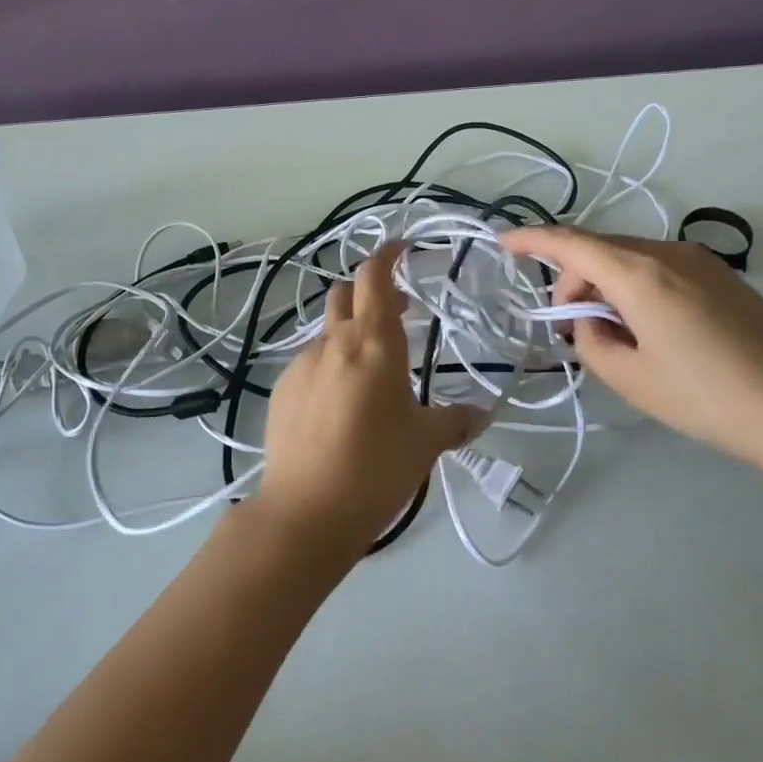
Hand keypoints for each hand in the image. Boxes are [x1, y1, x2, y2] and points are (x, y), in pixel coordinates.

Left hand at [258, 243, 484, 558]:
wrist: (306, 511)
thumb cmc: (377, 467)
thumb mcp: (426, 443)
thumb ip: (455, 421)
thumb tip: (481, 415)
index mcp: (373, 342)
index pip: (374, 276)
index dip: (388, 255)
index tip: (404, 249)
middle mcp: (334, 343)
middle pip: (346, 295)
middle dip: (370, 294)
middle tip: (397, 315)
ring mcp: (301, 366)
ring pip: (328, 334)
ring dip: (350, 338)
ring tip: (371, 376)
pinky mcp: (281, 392)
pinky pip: (310, 366)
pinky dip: (329, 369)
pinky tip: (339, 407)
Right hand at [500, 227, 762, 497]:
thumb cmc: (710, 399)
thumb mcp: (632, 378)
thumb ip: (592, 341)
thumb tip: (591, 321)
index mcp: (641, 273)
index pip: (572, 243)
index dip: (533, 240)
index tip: (503, 244)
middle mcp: (670, 254)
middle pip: (601, 250)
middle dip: (573, 280)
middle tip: (569, 329)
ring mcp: (703, 263)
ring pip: (631, 260)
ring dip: (606, 287)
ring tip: (610, 337)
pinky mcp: (724, 279)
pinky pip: (660, 271)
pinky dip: (636, 290)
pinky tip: (648, 332)